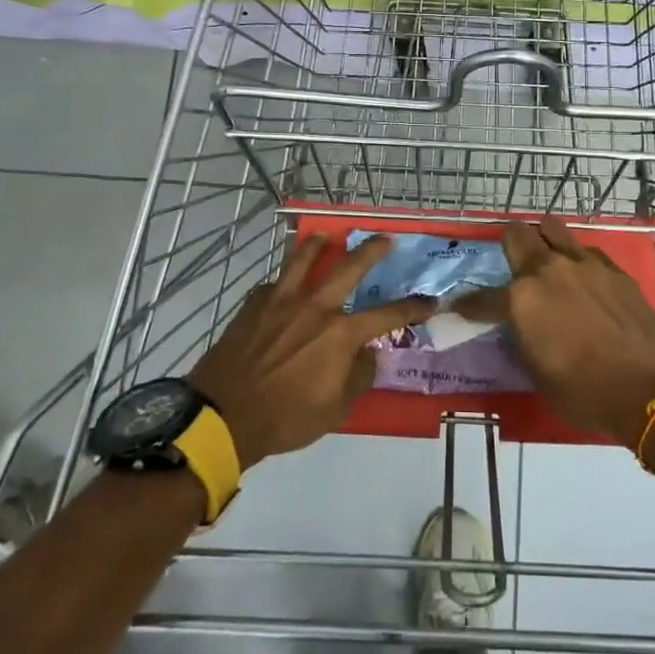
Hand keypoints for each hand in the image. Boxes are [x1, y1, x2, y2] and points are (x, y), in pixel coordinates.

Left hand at [187, 234, 432, 470]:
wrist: (223, 415)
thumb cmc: (286, 418)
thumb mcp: (335, 410)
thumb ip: (358, 376)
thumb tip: (367, 354)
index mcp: (341, 334)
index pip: (388, 315)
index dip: (413, 307)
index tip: (431, 301)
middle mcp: (316, 307)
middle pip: (349, 267)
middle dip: (372, 250)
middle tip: (385, 238)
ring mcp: (282, 300)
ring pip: (304, 259)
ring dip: (319, 245)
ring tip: (327, 235)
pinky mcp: (254, 304)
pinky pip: (274, 283)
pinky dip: (284, 279)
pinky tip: (284, 282)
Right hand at [459, 219, 654, 447]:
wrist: (647, 390)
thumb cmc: (583, 393)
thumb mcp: (536, 374)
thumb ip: (521, 339)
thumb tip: (516, 328)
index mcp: (521, 299)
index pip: (482, 297)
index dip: (469, 304)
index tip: (462, 307)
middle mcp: (549, 270)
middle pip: (517, 234)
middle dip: (508, 246)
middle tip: (512, 266)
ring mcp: (584, 264)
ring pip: (553, 229)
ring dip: (544, 241)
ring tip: (548, 262)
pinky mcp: (614, 269)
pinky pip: (587, 251)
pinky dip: (578, 261)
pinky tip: (584, 281)